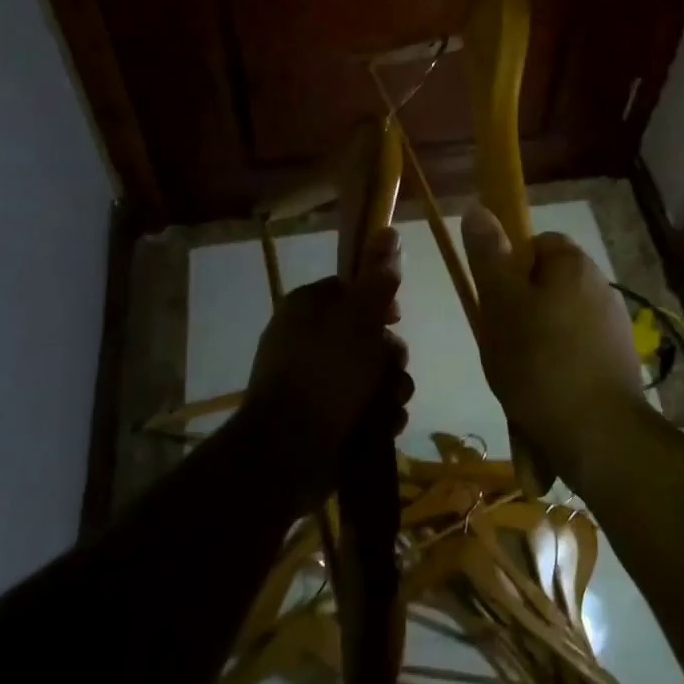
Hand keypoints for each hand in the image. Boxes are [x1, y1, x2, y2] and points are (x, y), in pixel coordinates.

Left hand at [245, 229, 413, 476]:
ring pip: (372, 373)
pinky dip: (377, 415)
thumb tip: (389, 231)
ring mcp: (314, 382)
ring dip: (390, 388)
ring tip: (387, 404)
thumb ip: (379, 277)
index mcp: (307, 307)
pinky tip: (380, 426)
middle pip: (368, 334)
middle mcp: (307, 340)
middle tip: (389, 368)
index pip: (352, 289)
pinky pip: (363, 406)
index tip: (395, 316)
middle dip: (390, 354)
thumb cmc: (326, 372)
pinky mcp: (323, 418)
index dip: (379, 301)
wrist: (288, 452)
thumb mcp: (359, 316)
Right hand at [460, 206, 644, 488]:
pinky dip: (558, 366)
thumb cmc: (539, 362)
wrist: (599, 436)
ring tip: (518, 375)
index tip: (494, 301)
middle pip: (547, 283)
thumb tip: (478, 207)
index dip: (509, 267)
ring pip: (560, 320)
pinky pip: (576, 352)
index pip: (536, 243)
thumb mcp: (500, 304)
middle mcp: (601, 286)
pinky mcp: (619, 363)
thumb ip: (488, 255)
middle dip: (521, 308)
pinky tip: (543, 394)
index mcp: (574, 264)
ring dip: (538, 340)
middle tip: (500, 340)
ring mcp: (614, 326)